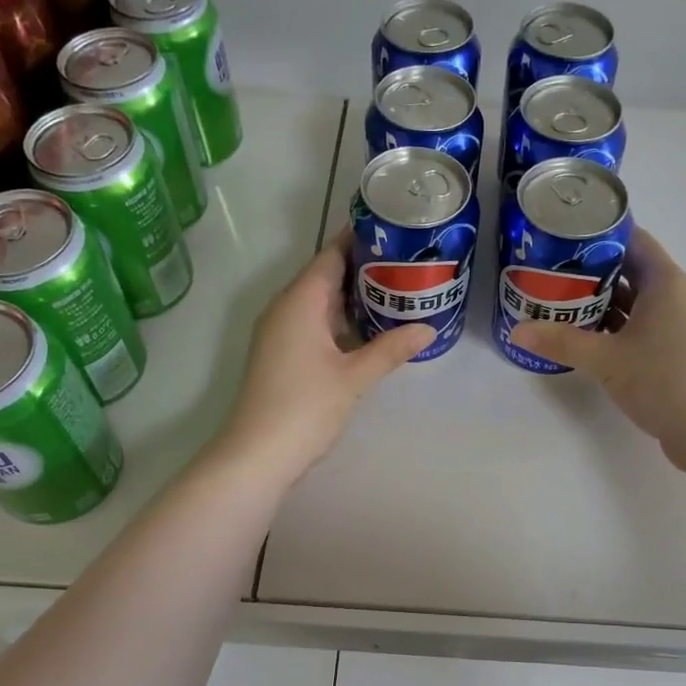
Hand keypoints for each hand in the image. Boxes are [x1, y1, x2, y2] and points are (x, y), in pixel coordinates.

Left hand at [216, 230, 433, 480]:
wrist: (257, 454)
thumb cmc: (304, 407)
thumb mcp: (354, 377)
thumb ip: (390, 349)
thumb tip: (428, 329)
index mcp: (300, 301)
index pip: (331, 255)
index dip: (361, 240)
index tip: (395, 231)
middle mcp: (285, 308)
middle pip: (326, 275)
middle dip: (364, 268)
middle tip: (408, 263)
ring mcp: (280, 332)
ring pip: (320, 301)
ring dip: (354, 296)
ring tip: (397, 291)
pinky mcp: (281, 353)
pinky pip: (314, 322)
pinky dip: (340, 320)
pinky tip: (369, 329)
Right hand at [510, 228, 685, 472]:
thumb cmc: (664, 379)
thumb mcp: (606, 359)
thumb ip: (561, 341)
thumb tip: (517, 331)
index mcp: (665, 282)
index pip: (633, 240)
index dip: (599, 234)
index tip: (563, 236)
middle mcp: (675, 297)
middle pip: (630, 270)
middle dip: (591, 271)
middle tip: (550, 272)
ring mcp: (677, 326)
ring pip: (634, 302)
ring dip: (600, 302)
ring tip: (559, 302)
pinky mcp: (675, 352)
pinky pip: (639, 327)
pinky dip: (614, 327)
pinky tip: (585, 337)